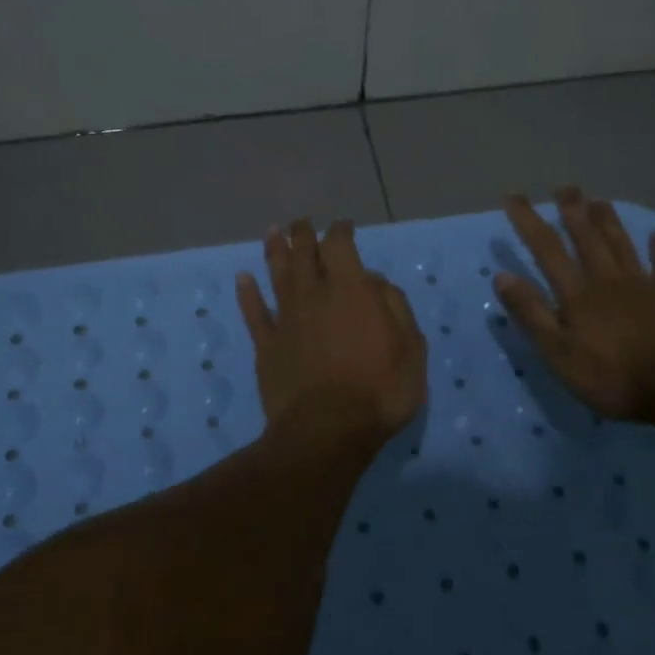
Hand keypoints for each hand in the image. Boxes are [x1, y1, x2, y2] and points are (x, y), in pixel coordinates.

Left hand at [237, 219, 426, 441]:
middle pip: (303, 254)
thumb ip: (394, 307)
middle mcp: (314, 296)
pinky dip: (247, 294)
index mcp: (351, 290)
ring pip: (276, 275)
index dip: (341, 231)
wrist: (327, 430)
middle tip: (303, 224)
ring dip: (274, 251)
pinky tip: (243, 279)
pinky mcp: (267, 346)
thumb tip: (373, 282)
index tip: (343, 226)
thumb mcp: (411, 348)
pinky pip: (254, 313)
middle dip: (303, 234)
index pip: (340, 246)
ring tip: (273, 233)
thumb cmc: (380, 390)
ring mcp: (286, 320)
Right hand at [494, 188, 654, 423]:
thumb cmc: (612, 375)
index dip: (529, 221)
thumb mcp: (558, 352)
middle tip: (565, 187)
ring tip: (599, 200)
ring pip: (622, 246)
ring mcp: (643, 288)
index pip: (547, 250)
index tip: (513, 196)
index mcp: (577, 294)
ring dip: (609, 222)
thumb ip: (531, 314)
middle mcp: (608, 281)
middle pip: (588, 239)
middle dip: (573, 212)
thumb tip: (502, 276)